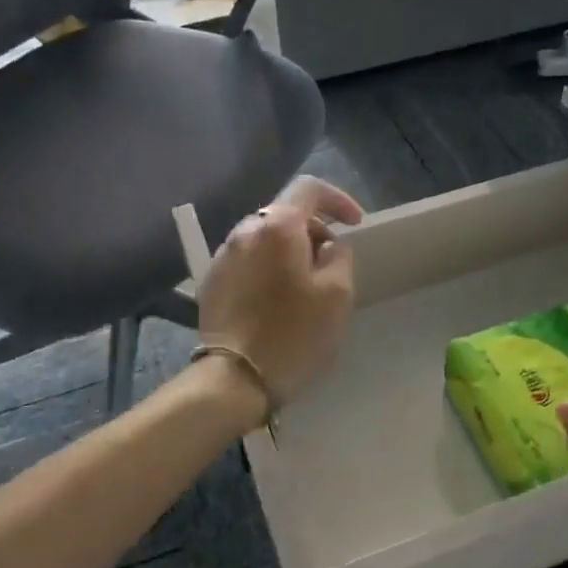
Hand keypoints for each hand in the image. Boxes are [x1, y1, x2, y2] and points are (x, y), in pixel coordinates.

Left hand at [196, 177, 361, 405]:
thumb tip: (328, 245)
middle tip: (332, 263)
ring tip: (305, 284)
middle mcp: (244, 231)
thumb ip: (339, 257)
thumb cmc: (293, 334)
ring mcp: (223, 256)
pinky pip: (248, 261)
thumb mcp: (337, 295)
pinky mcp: (212, 282)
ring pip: (264, 239)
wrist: (234, 379)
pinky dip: (268, 268)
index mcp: (277, 227)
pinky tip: (277, 299)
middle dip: (313, 231)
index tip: (355, 224)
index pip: (309, 189)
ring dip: (289, 251)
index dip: (337, 199)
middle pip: (284, 214)